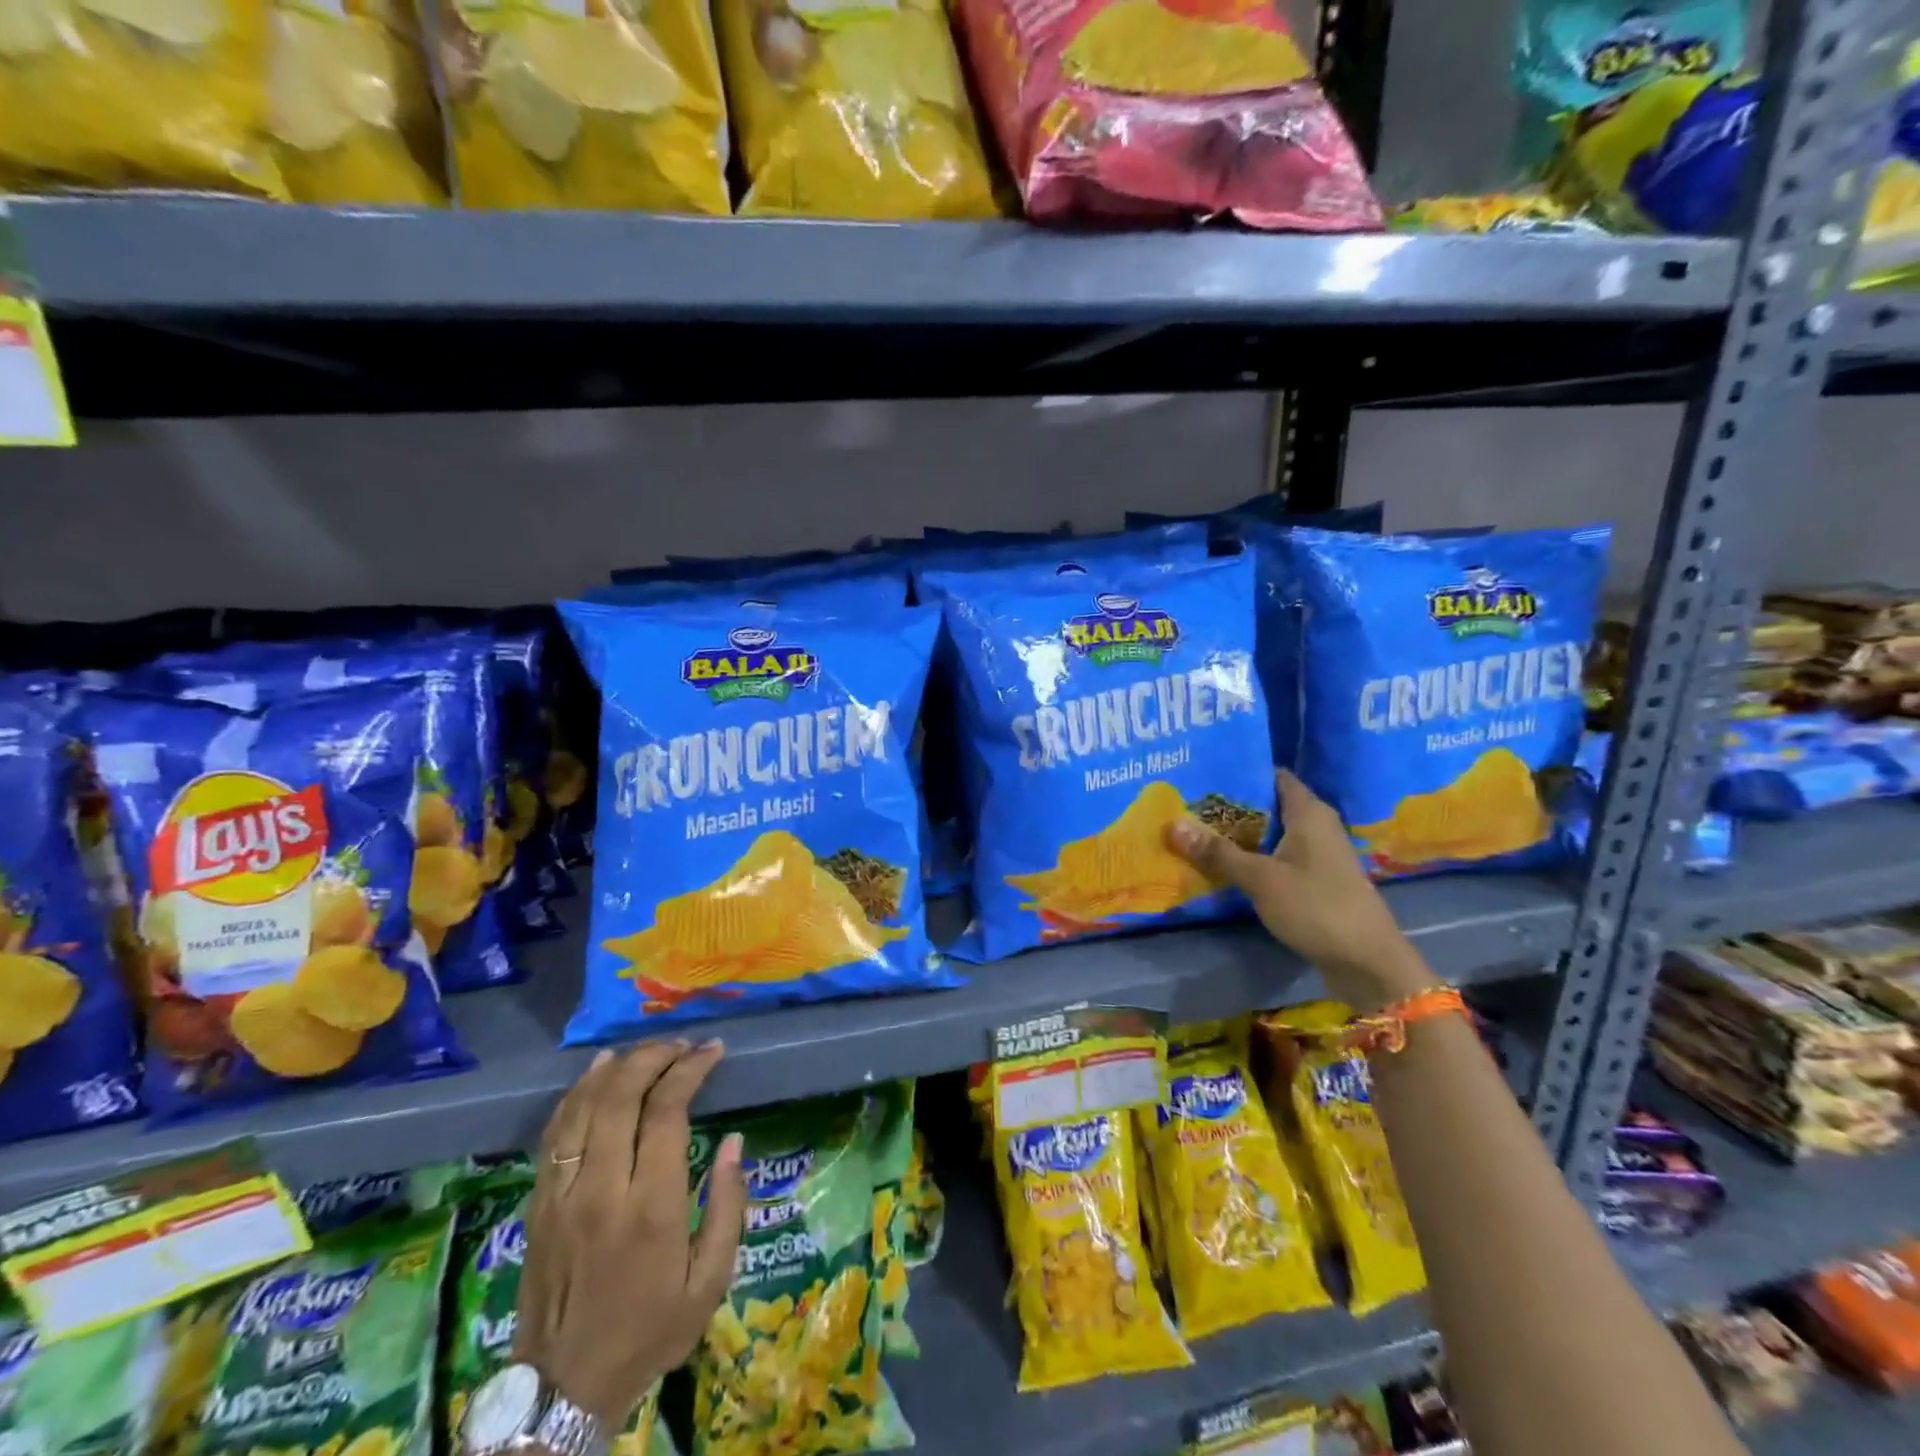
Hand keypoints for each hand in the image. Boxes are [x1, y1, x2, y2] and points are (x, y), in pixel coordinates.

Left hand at [516, 1040, 745, 1427]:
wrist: (561, 1391)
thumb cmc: (649, 1332)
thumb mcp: (711, 1281)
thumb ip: (728, 1206)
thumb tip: (736, 1141)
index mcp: (650, 1208)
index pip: (666, 1112)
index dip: (690, 1070)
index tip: (712, 1051)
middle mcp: (602, 1190)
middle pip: (621, 1096)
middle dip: (655, 1056)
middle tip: (683, 1045)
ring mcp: (562, 1195)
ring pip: (583, 1106)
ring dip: (617, 1067)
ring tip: (648, 1049)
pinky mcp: (538, 1204)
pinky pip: (555, 1133)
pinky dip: (577, 1093)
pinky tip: (598, 1071)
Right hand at [1167, 769, 1437, 1010]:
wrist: (1368, 962)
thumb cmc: (1317, 907)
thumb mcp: (1261, 879)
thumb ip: (1218, 852)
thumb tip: (1173, 824)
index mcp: (1308, 812)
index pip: (1272, 776)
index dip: (1239, 772)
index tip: (1202, 772)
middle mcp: (1316, 825)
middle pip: (1268, 804)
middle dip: (1230, 805)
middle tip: (1186, 802)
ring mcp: (1318, 854)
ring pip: (1271, 833)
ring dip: (1239, 834)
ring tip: (1195, 829)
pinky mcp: (1315, 879)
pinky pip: (1277, 856)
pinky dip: (1252, 856)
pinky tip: (1223, 863)